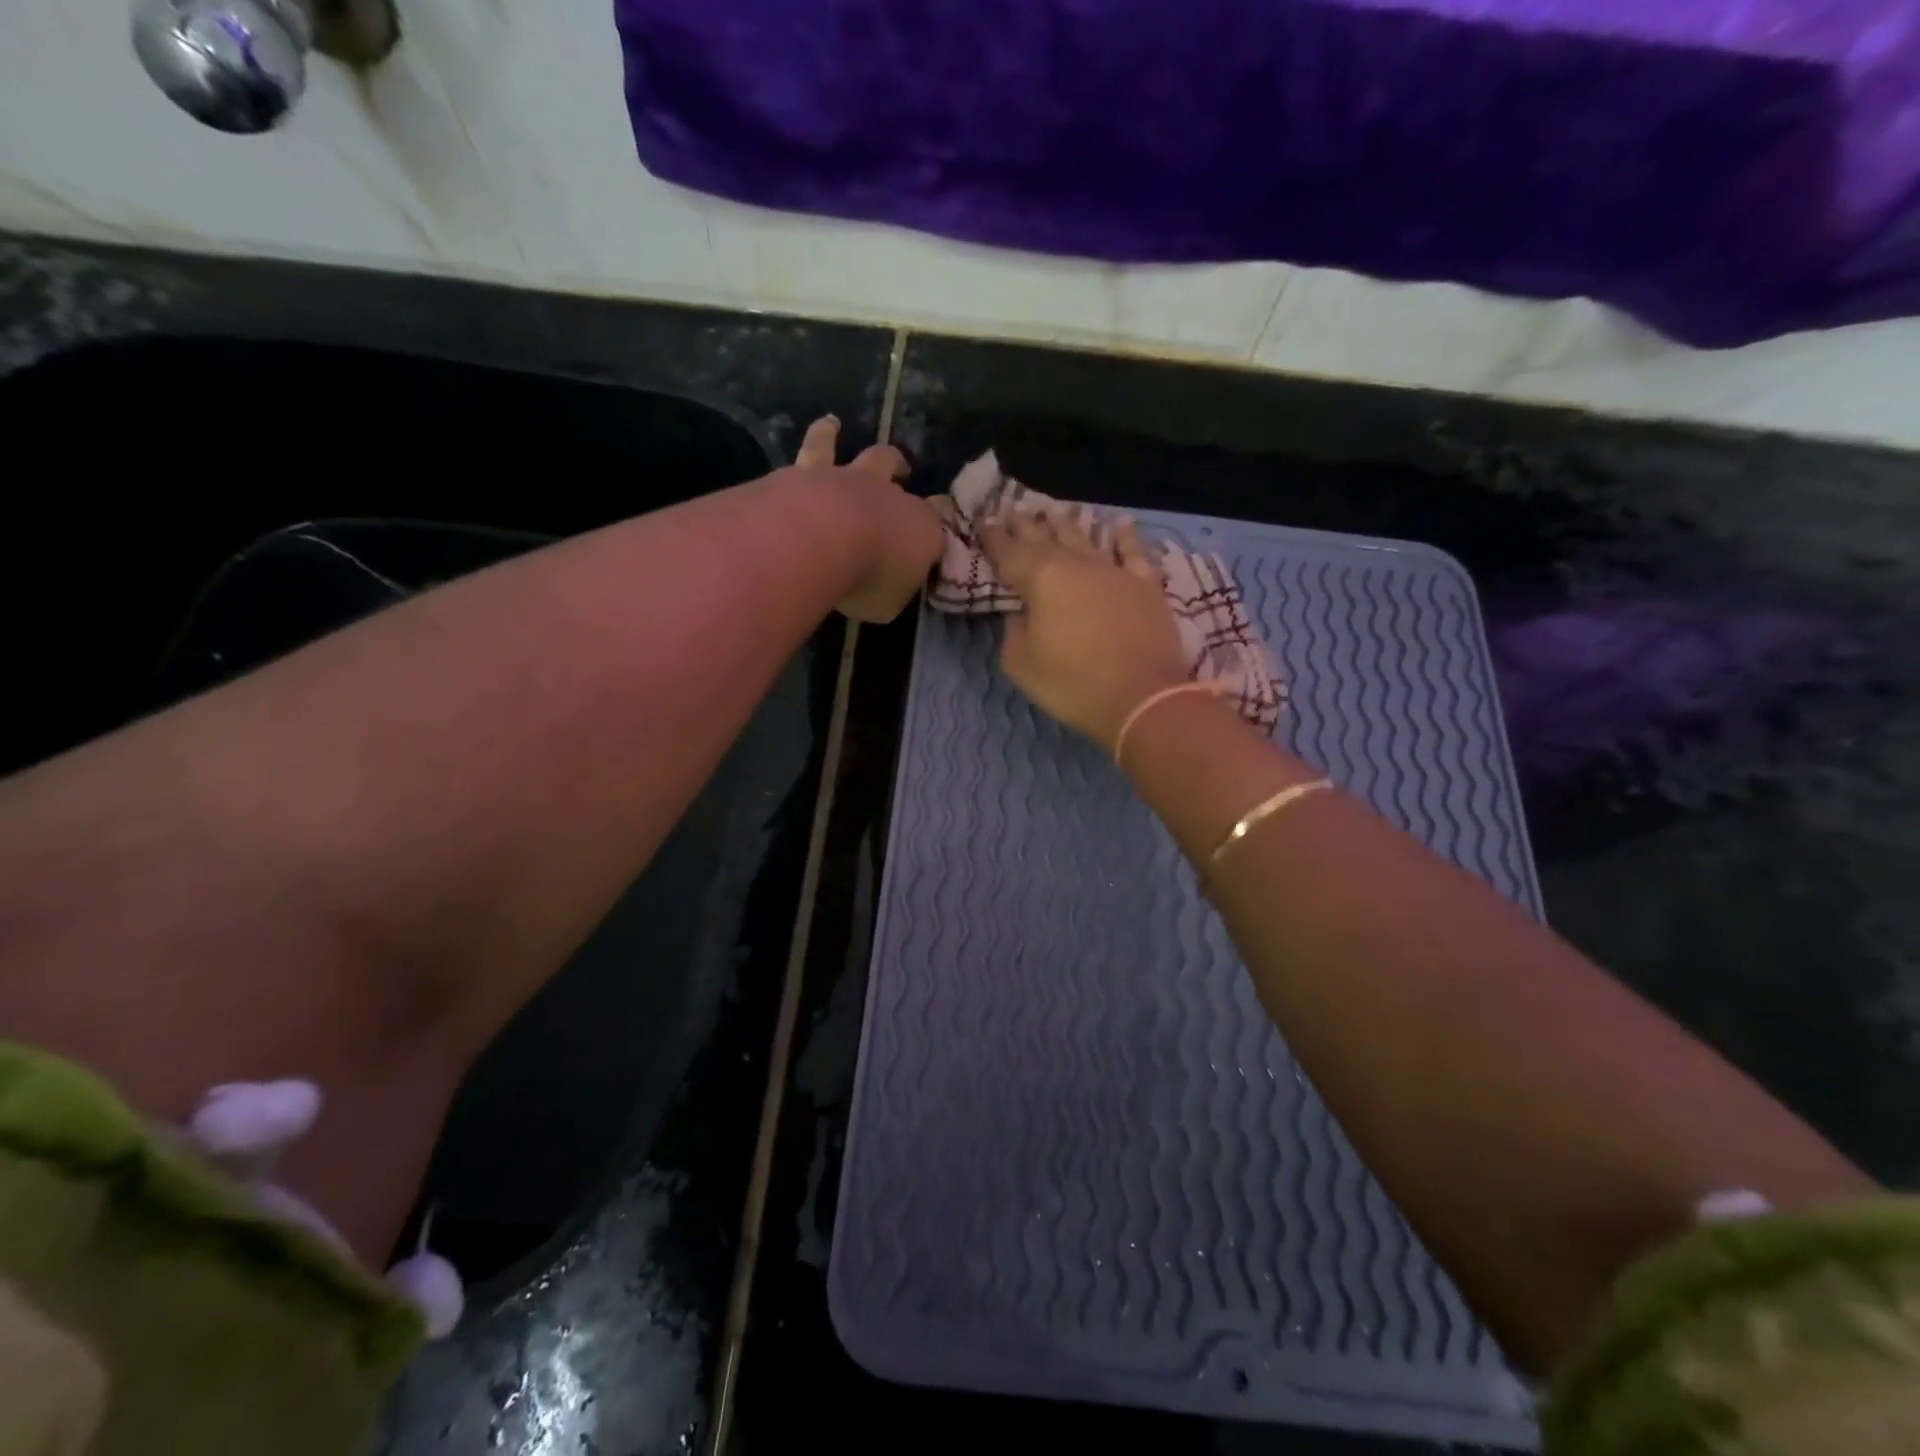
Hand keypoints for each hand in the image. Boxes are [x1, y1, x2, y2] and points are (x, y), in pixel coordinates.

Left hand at [793, 416, 943, 622]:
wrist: (821, 540)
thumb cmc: (867, 580)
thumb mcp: (889, 603)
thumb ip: (892, 590)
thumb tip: (891, 586)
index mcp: (921, 529)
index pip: (938, 521)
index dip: (940, 520)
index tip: (938, 524)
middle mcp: (889, 495)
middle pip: (897, 472)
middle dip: (899, 469)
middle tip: (901, 468)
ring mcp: (849, 478)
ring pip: (858, 451)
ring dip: (845, 439)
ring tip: (838, 427)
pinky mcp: (809, 471)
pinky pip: (816, 447)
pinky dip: (820, 437)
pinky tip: (816, 432)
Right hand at [981, 507, 1192, 749]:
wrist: (1142, 698)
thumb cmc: (1072, 684)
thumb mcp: (1021, 663)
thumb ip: (1014, 631)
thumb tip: (1021, 612)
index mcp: (1041, 579)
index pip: (1010, 552)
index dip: (995, 539)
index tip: (984, 524)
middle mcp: (1077, 564)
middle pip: (1046, 538)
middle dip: (1027, 525)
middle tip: (1014, 512)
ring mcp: (1114, 571)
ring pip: (1086, 538)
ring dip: (1067, 524)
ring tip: (1055, 512)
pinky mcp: (1146, 586)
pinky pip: (1134, 552)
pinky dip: (1125, 537)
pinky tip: (1119, 525)